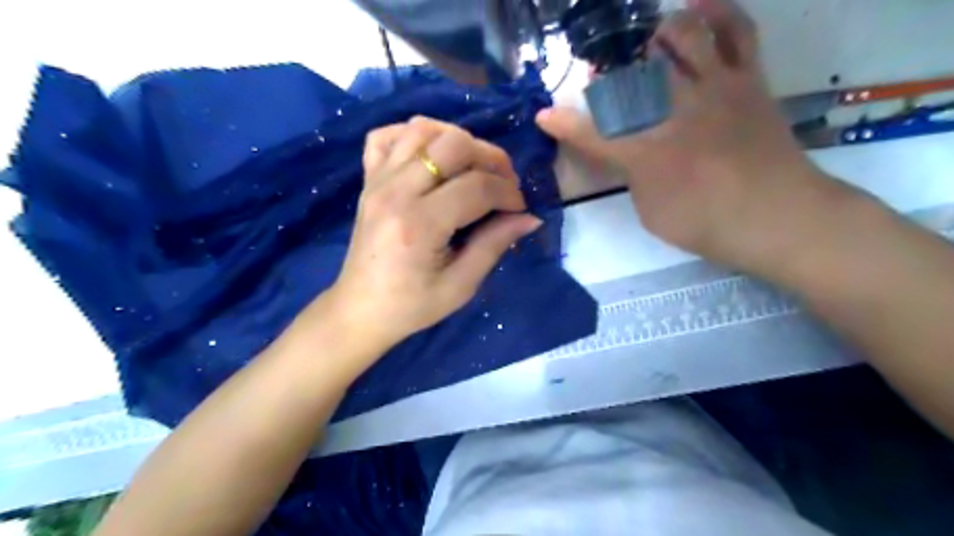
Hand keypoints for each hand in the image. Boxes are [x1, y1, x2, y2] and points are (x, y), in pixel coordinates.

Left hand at [327, 118, 534, 349]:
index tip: (519, 209)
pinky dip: (414, 136)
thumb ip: (494, 245)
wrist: (360, 310)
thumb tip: (530, 218)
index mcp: (419, 224)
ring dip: (458, 140)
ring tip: (474, 166)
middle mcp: (395, 191)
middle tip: (504, 183)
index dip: (508, 193)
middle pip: (453, 144)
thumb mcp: (460, 286)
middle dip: (490, 158)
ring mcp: (377, 181)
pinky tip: (432, 155)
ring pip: (422, 129)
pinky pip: (386, 136)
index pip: (477, 187)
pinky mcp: (368, 180)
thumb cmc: (411, 306)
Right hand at [535, 1, 865, 277]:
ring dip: (661, 32)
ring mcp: (714, 88)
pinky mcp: (748, 80)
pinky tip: (701, 8)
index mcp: (645, 153)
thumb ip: (634, 178)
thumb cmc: (707, 224)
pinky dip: (719, 13)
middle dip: (610, 72)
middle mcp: (674, 111)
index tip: (544, 115)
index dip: (564, 125)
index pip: (592, 135)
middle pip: (633, 75)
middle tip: (606, 78)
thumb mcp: (651, 212)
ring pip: (683, 36)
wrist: (779, 217)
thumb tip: (631, 155)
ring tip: (655, 39)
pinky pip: (737, 32)